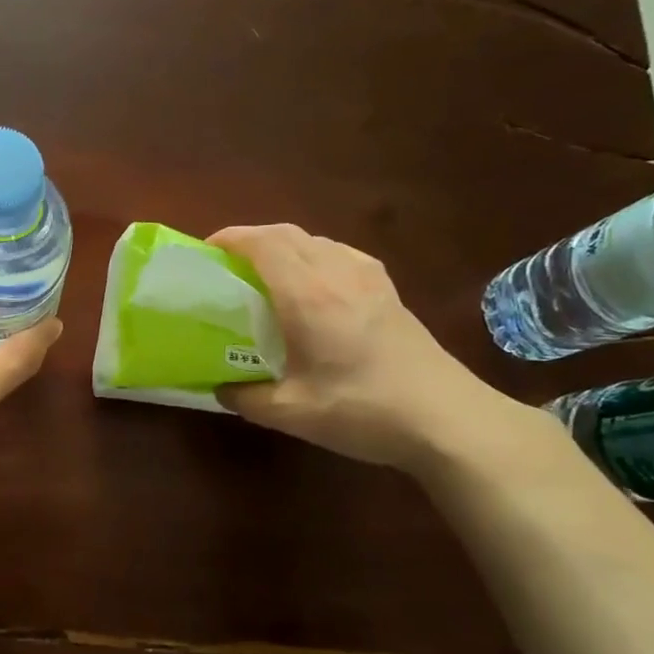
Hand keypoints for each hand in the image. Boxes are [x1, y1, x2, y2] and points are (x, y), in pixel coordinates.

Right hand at [207, 224, 526, 472]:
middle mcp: (337, 273)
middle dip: (252, 240)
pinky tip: (313, 288)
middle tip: (228, 266)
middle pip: (288, 233)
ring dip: (284, 247)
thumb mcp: (292, 413)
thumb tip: (221, 388)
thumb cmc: (363, 411)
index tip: (206, 253)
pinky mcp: (389, 290)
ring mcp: (369, 278)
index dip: (230, 239)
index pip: (263, 243)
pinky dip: (314, 257)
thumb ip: (246, 397)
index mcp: (308, 295)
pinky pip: (341, 255)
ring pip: (316, 241)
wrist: (447, 419)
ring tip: (265, 276)